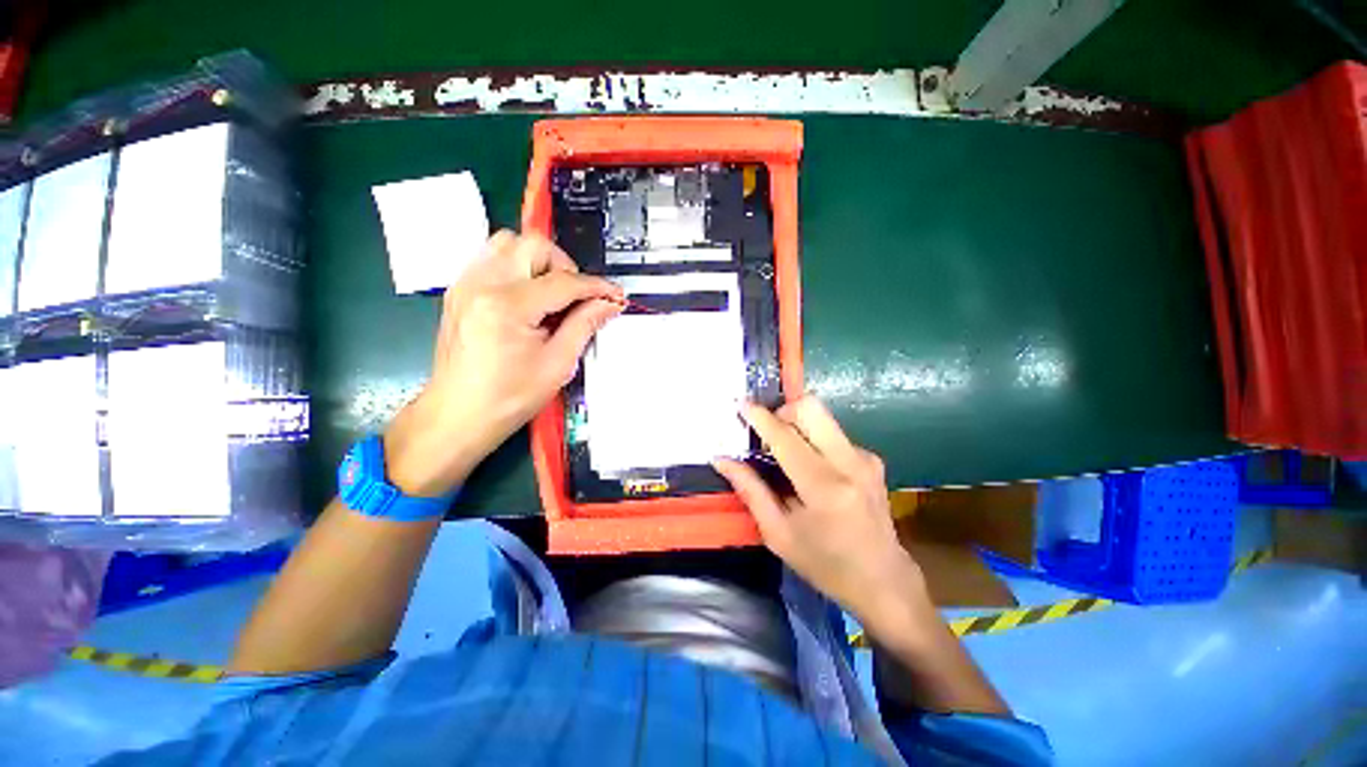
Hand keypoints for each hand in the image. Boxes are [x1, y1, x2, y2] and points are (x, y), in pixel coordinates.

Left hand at [384, 230, 622, 496]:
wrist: (457, 415)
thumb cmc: (507, 398)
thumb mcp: (557, 365)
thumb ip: (585, 326)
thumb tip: (608, 304)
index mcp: (507, 306)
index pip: (563, 281)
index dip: (596, 287)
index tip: (614, 295)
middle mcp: (482, 285)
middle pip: (533, 245)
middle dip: (565, 266)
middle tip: (578, 296)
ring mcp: (466, 285)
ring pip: (508, 243)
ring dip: (539, 262)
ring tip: (552, 294)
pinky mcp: (459, 291)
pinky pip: (492, 259)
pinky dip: (518, 268)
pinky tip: (528, 298)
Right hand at [714, 397, 925, 625]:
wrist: (883, 581)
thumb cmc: (825, 564)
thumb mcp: (778, 534)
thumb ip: (750, 491)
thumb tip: (722, 460)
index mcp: (824, 487)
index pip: (785, 437)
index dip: (760, 417)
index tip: (741, 405)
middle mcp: (849, 463)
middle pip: (812, 408)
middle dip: (783, 411)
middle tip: (768, 433)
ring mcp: (865, 458)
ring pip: (823, 417)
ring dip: (798, 425)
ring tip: (786, 454)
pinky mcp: (872, 459)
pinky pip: (833, 433)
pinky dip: (814, 440)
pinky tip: (810, 468)